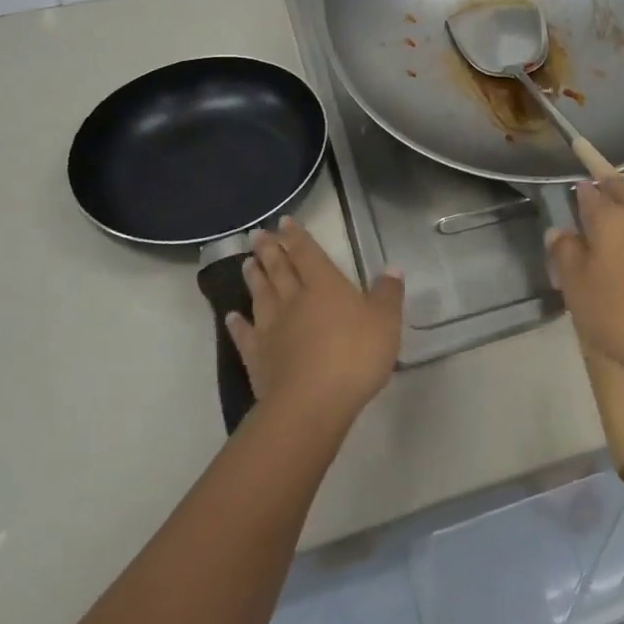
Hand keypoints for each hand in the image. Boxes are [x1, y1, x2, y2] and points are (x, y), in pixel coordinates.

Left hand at [225, 217, 403, 419]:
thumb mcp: (386, 322)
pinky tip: (232, 316)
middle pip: (279, 269)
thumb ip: (388, 294)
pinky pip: (246, 335)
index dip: (297, 237)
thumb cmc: (355, 355)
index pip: (308, 253)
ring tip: (246, 263)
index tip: (283, 221)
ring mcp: (272, 328)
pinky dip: (238, 324)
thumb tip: (392, 268)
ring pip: (261, 296)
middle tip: (257, 235)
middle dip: (269, 250)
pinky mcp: (258, 357)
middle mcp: (294, 300)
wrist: (312, 401)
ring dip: (254, 278)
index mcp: (325, 286)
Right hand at [545, 177, 623, 383]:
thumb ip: (565, 253)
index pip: (589, 192)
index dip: (578, 193)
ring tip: (620, 227)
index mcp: (612, 217)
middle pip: (622, 192)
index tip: (571, 199)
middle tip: (594, 203)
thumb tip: (559, 230)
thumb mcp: (577, 288)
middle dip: (606, 191)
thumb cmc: (622, 314)